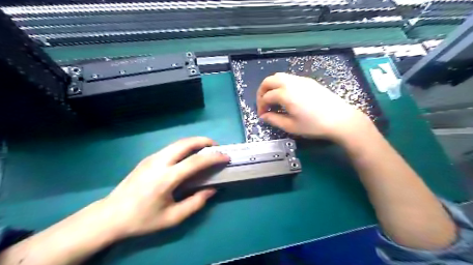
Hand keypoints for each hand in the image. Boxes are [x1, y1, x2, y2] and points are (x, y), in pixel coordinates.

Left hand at [99, 138, 227, 238]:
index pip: (195, 161)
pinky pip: (171, 148)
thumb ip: (195, 203)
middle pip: (186, 143)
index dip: (214, 157)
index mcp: (166, 178)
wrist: (110, 215)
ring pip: (178, 143)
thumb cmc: (142, 219)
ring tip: (206, 149)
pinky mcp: (148, 158)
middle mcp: (159, 162)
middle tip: (217, 147)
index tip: (226, 157)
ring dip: (195, 142)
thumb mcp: (172, 218)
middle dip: (204, 141)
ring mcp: (152, 158)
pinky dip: (185, 147)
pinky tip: (189, 156)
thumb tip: (212, 189)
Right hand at [258, 73, 371, 141]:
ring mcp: (301, 80)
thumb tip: (264, 116)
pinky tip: (286, 96)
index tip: (262, 115)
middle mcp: (291, 83)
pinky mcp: (309, 81)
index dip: (261, 106)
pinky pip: (290, 78)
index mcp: (286, 94)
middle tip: (263, 103)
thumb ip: (274, 120)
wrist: (340, 119)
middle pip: (269, 80)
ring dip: (271, 86)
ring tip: (273, 99)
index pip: (266, 97)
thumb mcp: (291, 126)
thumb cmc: (314, 125)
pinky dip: (282, 84)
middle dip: (262, 91)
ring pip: (279, 76)